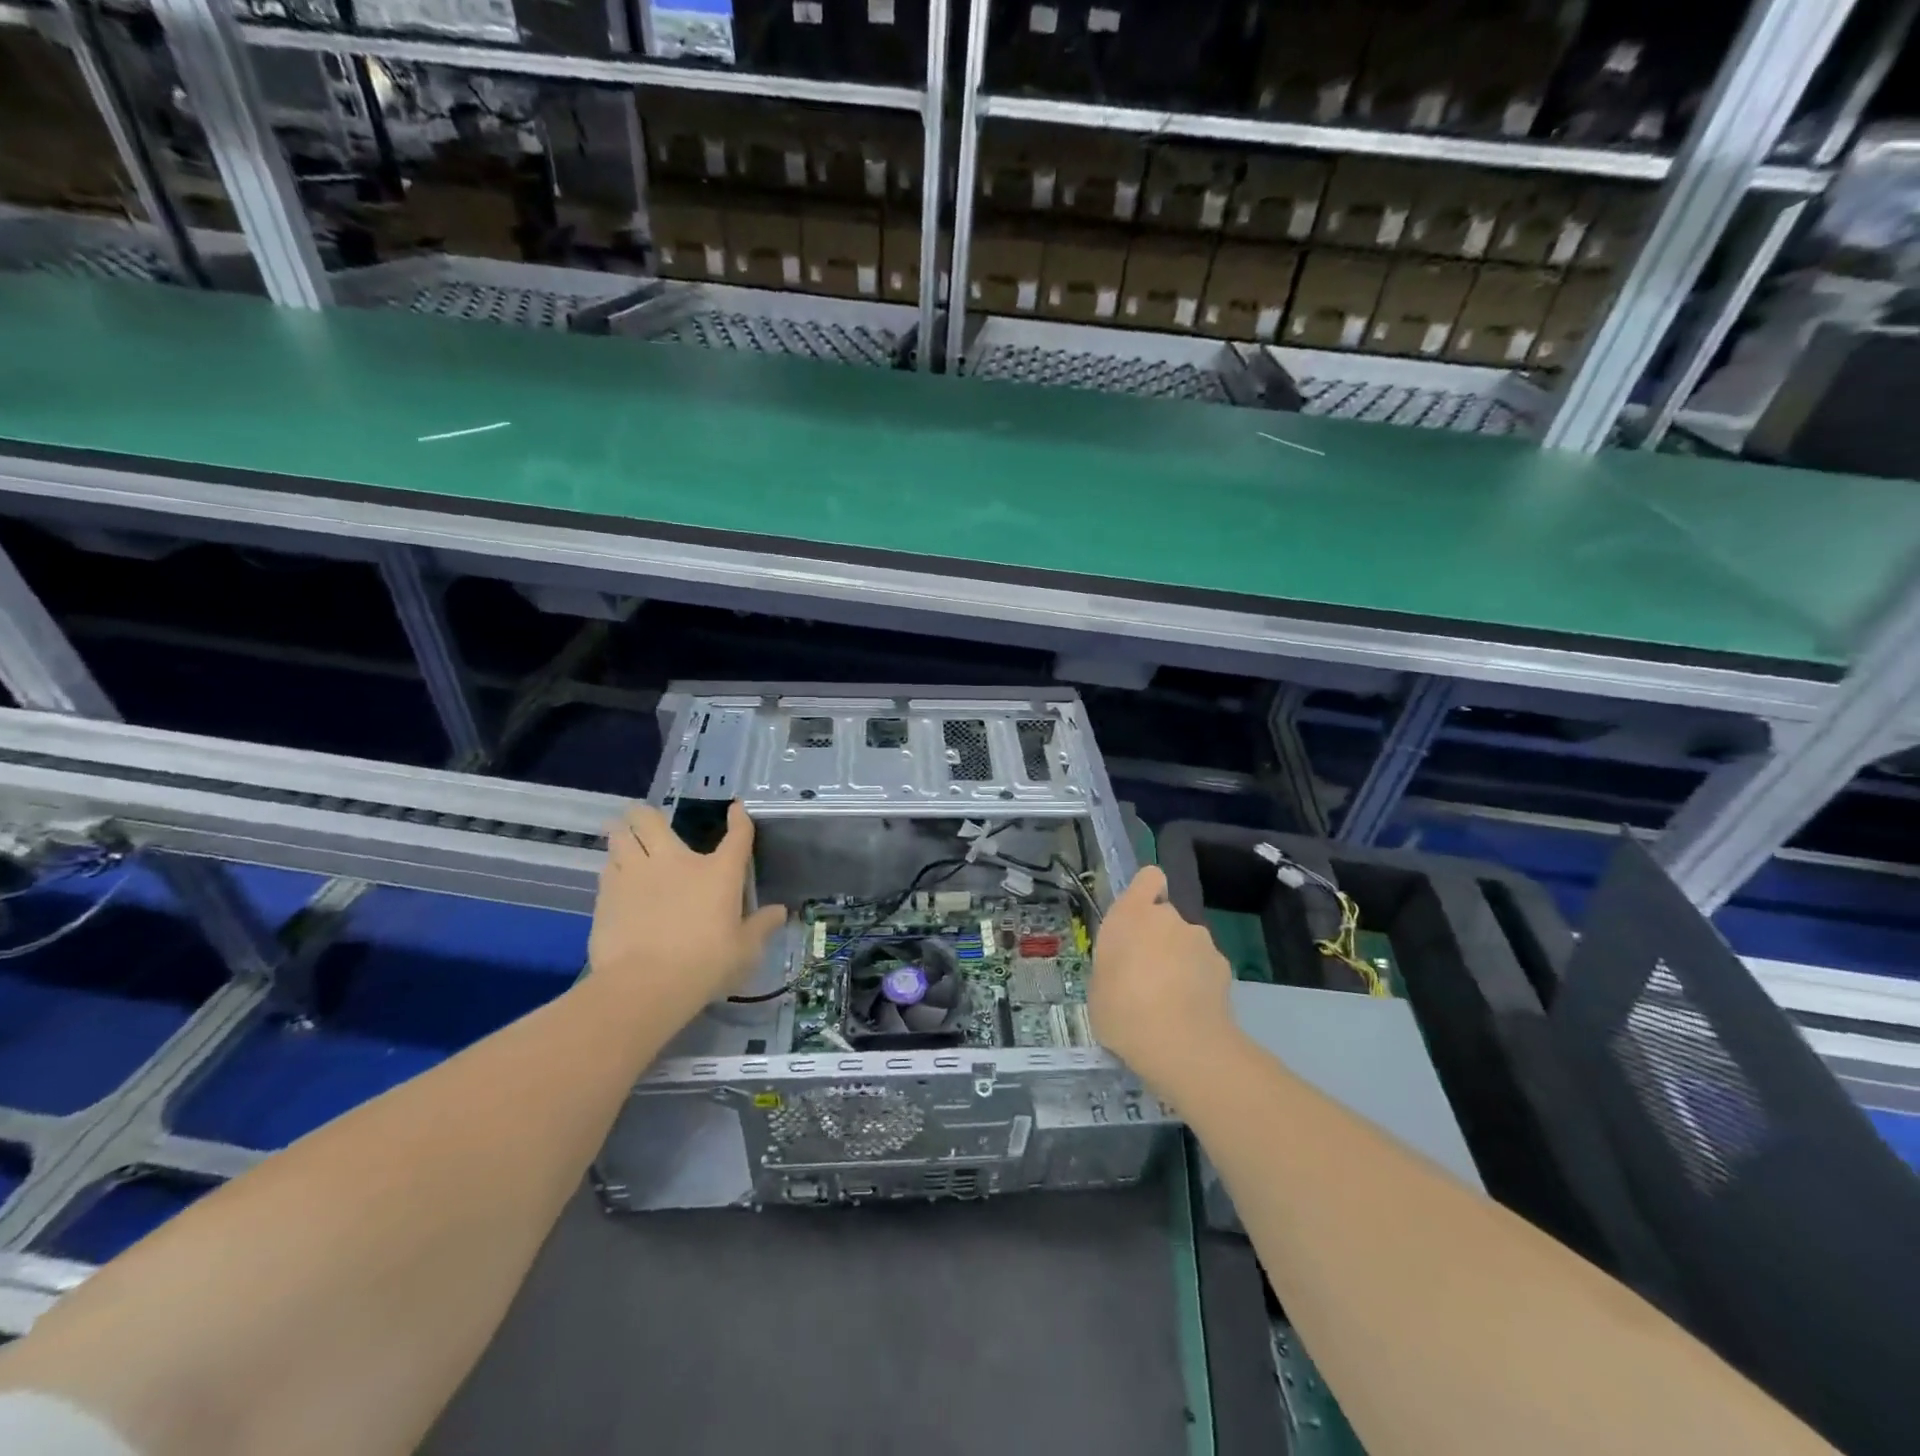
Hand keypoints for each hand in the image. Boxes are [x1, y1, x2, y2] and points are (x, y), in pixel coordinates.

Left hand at [587, 801, 787, 1028]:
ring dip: (623, 837)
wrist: (646, 984)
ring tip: (626, 844)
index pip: (737, 836)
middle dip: (645, 815)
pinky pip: (607, 869)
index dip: (739, 819)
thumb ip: (761, 926)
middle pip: (649, 819)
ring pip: (619, 837)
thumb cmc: (705, 963)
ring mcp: (635, 875)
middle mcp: (674, 861)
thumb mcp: (744, 950)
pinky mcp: (607, 895)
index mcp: (718, 872)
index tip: (736, 809)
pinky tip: (617, 882)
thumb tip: (779, 911)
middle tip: (648, 821)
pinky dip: (612, 869)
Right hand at [1089, 866, 1236, 1095]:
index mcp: (1131, 914)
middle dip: (1160, 938)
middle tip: (1147, 974)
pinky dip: (1200, 982)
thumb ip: (1114, 965)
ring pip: (1187, 943)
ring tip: (1171, 1000)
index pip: (1149, 877)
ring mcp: (1200, 940)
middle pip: (1166, 916)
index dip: (1147, 892)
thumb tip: (1125, 970)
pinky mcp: (1224, 966)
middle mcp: (1168, 917)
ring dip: (1181, 961)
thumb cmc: (1122, 1010)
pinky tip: (1192, 1011)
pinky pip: (1206, 967)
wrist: (1180, 1043)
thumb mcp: (1099, 987)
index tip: (1139, 916)